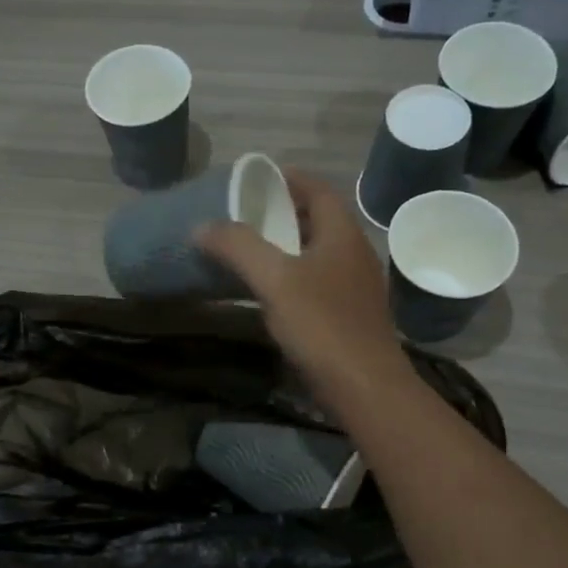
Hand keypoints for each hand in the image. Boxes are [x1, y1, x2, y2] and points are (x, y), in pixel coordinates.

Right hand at [194, 169, 411, 409]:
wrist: (365, 389)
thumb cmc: (323, 325)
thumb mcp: (276, 280)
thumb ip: (239, 247)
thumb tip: (202, 226)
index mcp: (342, 235)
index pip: (318, 190)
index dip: (289, 179)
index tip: (255, 179)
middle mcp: (354, 254)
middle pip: (318, 220)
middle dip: (283, 212)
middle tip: (244, 215)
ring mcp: (354, 288)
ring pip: (317, 254)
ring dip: (286, 247)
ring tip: (249, 250)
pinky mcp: (349, 316)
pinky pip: (317, 283)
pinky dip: (292, 277)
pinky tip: (268, 293)